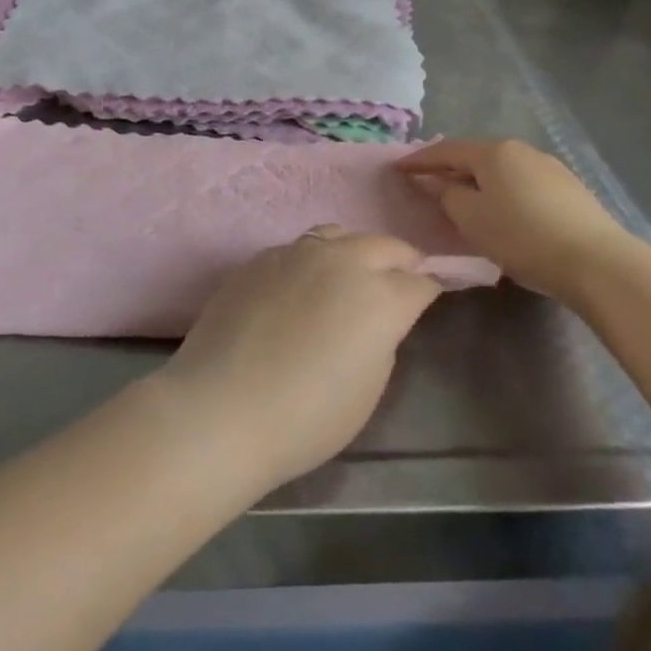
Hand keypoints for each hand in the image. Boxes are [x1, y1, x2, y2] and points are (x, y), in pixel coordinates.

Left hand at [152, 228, 441, 491]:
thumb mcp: (368, 388)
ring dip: (355, 250)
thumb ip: (383, 338)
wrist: (222, 406)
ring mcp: (298, 252)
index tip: (428, 298)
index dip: (429, 290)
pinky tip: (302, 286)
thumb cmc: (306, 416)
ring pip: (340, 234)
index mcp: (380, 296)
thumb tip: (378, 317)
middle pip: (385, 245)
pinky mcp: (262, 256)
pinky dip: (314, 260)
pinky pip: (300, 248)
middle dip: (400, 260)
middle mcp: (343, 260)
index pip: (420, 282)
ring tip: (351, 273)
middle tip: (400, 279)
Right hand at [397, 139, 626, 296]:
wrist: (598, 262)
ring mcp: (549, 166)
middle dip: (449, 168)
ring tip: (464, 198)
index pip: (445, 150)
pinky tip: (503, 210)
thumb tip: (432, 181)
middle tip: (427, 183)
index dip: (419, 160)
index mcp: (493, 151)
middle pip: (475, 155)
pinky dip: (502, 190)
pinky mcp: (569, 188)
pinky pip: (521, 182)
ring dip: (478, 180)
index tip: (397, 169)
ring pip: (501, 169)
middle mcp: (521, 149)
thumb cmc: (523, 237)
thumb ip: (446, 195)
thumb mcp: (472, 219)